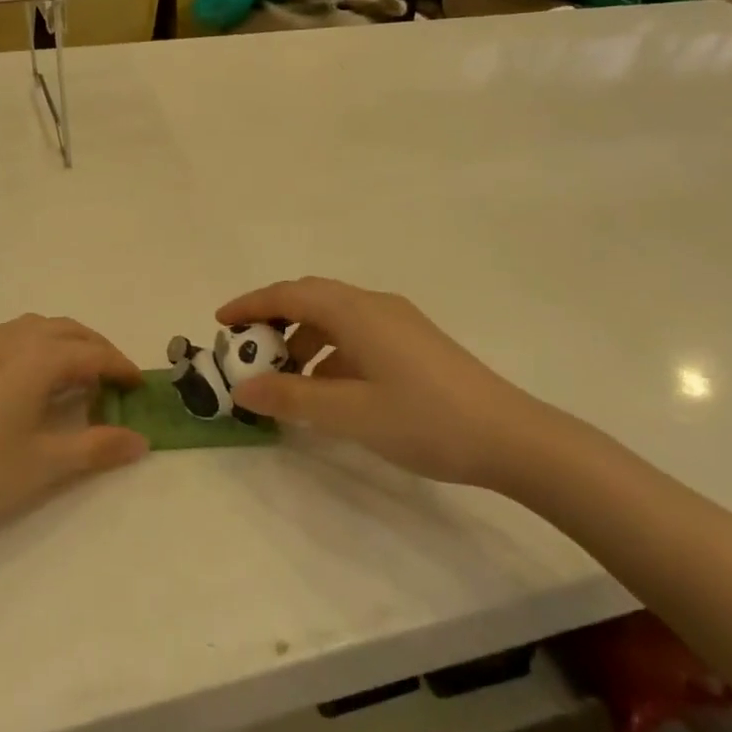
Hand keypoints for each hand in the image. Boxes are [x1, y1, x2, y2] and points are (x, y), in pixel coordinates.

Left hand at [0, 315, 148, 545]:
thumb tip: (141, 440)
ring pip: (39, 328)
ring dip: (67, 345)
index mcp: (37, 356)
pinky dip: (39, 347)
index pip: (93, 353)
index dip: (121, 367)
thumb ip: (97, 447)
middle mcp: (12, 338)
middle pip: (68, 331)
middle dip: (98, 350)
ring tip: (79, 380)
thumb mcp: (44, 463)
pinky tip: (34, 381)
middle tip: (116, 382)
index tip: (141, 386)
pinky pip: (14, 336)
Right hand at [217, 277, 555, 489]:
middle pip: (311, 299)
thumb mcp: (349, 414)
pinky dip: (330, 353)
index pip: (290, 294)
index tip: (220, 323)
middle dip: (273, 321)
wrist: (511, 437)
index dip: (251, 305)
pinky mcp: (413, 343)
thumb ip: (292, 398)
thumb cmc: (424, 420)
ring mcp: (398, 323)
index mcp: (356, 312)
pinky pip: (356, 335)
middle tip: (246, 352)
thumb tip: (242, 390)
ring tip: (285, 380)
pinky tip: (328, 389)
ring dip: (303, 341)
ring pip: (334, 318)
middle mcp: (374, 306)